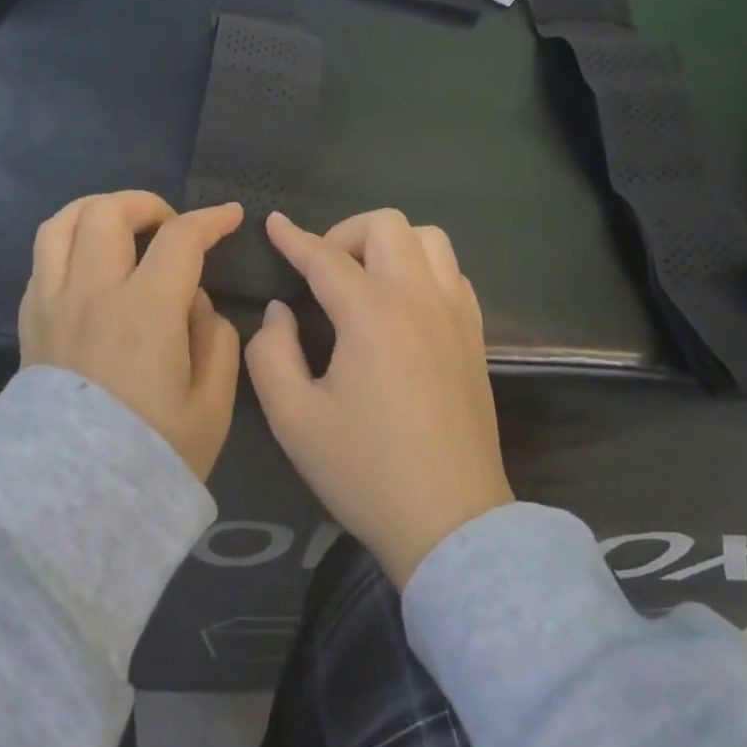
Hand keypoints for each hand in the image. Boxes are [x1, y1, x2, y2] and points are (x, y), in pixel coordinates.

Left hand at [19, 192, 243, 479]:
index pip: (180, 238)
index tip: (229, 216)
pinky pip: (44, 259)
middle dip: (147, 204)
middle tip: (169, 228)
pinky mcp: (29, 322)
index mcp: (145, 311)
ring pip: (63, 223)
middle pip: (109, 211)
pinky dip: (71, 245)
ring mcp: (53, 304)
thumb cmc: (148, 456)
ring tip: (123, 229)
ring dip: (98, 211)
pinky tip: (92, 268)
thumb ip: (217, 341)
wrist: (64, 509)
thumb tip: (196, 305)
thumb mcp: (211, 407)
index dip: (210, 219)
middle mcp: (93, 293)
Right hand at [246, 209, 512, 585]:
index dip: (294, 238)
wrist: (450, 523)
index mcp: (372, 314)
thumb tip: (281, 311)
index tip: (274, 223)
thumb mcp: (294, 419)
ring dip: (391, 244)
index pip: (325, 256)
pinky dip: (423, 268)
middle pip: (387, 225)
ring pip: (429, 238)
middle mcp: (418, 298)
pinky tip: (404, 303)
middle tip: (325, 271)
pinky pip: (452, 271)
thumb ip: (271, 352)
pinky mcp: (475, 333)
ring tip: (367, 279)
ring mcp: (454, 312)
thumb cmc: (365, 471)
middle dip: (346, 233)